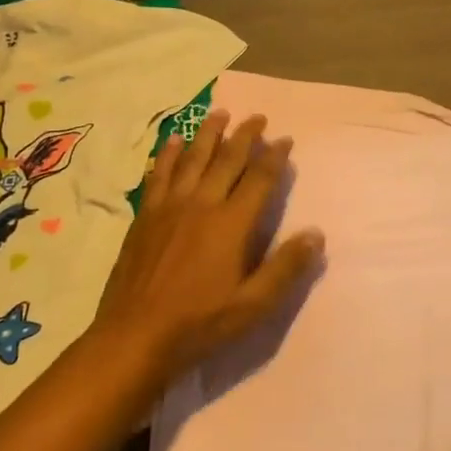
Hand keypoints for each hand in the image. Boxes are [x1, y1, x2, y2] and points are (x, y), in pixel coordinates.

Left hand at [89, 111, 322, 381]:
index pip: (259, 179)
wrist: (134, 336)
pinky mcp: (144, 216)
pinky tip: (172, 142)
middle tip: (257, 117)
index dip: (274, 157)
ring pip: (191, 159)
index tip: (285, 139)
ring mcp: (168, 207)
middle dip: (244, 135)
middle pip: (226, 160)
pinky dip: (167, 154)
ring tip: (219, 113)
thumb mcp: (253, 305)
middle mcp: (201, 205)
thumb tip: (316, 234)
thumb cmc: (200, 323)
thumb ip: (285, 267)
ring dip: (208, 134)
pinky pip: (158, 175)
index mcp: (231, 224)